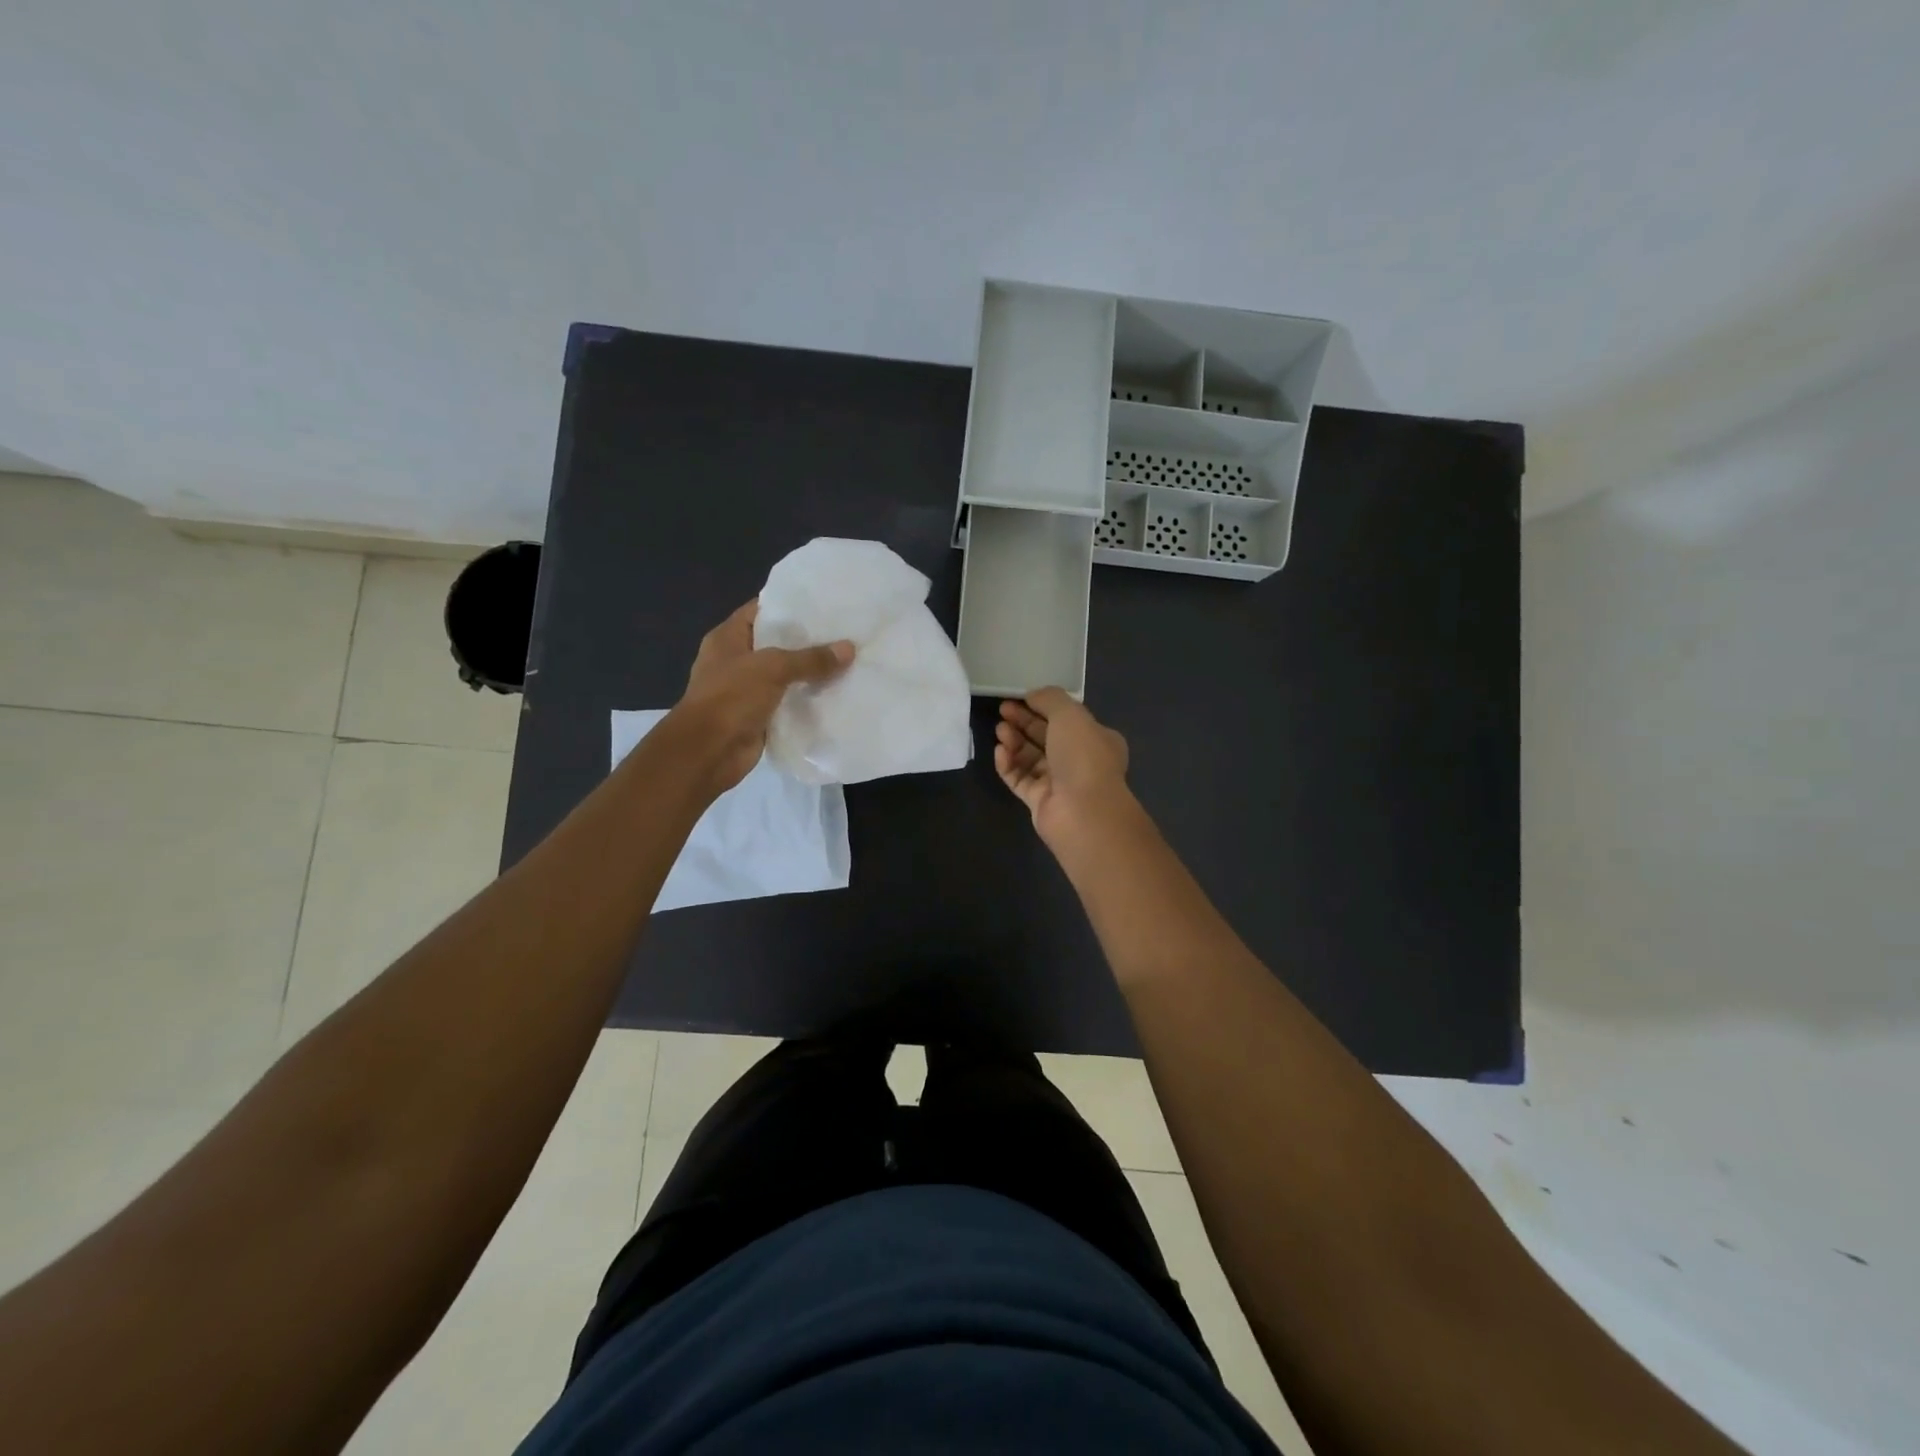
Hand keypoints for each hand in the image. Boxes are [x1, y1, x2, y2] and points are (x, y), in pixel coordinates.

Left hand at [672, 600, 853, 793]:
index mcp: (728, 638)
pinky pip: (789, 702)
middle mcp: (736, 660)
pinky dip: (808, 700)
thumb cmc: (731, 698)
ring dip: (811, 672)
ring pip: (786, 675)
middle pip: (777, 643)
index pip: (761, 610)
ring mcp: (747, 690)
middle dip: (808, 640)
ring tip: (849, 660)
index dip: (789, 604)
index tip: (824, 602)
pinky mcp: (759, 716)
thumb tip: (849, 648)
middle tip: (845, 631)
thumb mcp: (772, 668)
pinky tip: (837, 693)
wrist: (708, 752)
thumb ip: (810, 658)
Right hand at [994, 688, 1131, 838]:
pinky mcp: (1039, 802)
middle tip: (1002, 711)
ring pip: (1031, 758)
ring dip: (1014, 742)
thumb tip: (1032, 695)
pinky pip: (1020, 779)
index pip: (1067, 719)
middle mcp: (1079, 761)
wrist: (1083, 811)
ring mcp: (1059, 783)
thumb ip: (1050, 699)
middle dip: (1024, 722)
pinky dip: (1008, 765)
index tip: (1019, 698)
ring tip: (1000, 731)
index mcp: (1096, 739)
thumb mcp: (1070, 714)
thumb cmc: (1083, 756)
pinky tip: (999, 752)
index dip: (1042, 706)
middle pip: (1046, 737)